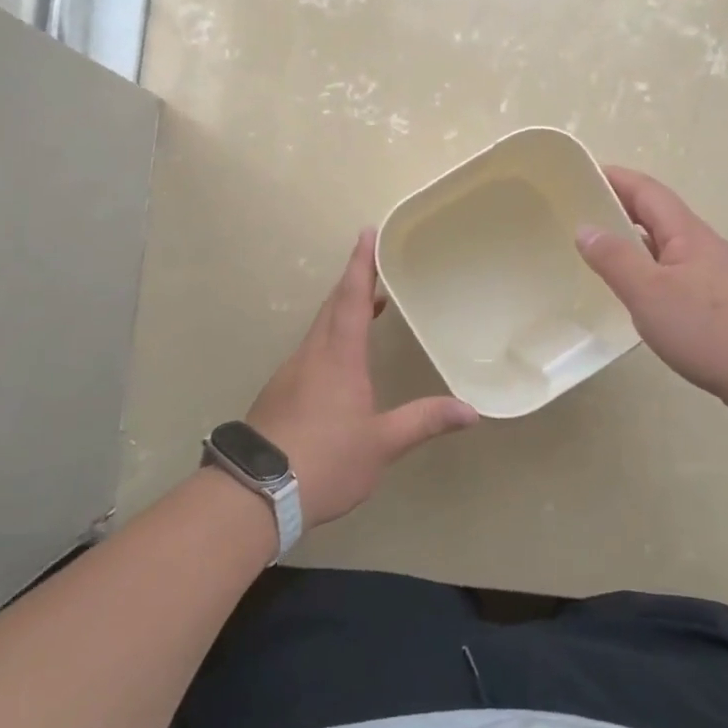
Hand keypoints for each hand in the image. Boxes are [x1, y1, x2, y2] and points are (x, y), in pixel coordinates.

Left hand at [245, 229, 477, 526]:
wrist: (256, 494)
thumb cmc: (325, 460)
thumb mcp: (381, 444)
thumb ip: (424, 422)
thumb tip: (471, 411)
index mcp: (338, 357)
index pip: (350, 298)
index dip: (360, 265)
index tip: (367, 233)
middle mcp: (311, 355)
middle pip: (332, 308)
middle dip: (354, 284)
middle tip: (377, 269)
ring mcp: (291, 374)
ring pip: (319, 330)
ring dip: (342, 313)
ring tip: (369, 310)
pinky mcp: (279, 394)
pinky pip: (311, 352)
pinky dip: (331, 341)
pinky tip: (343, 365)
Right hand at [576, 166, 727, 416]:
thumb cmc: (706, 326)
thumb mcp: (648, 291)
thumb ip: (614, 259)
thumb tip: (585, 228)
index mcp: (686, 233)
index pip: (647, 191)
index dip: (615, 178)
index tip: (581, 174)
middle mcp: (700, 246)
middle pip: (656, 215)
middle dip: (619, 207)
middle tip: (579, 214)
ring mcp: (710, 275)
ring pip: (663, 246)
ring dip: (631, 241)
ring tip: (596, 251)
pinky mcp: (714, 303)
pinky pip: (670, 273)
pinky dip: (645, 271)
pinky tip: (632, 293)